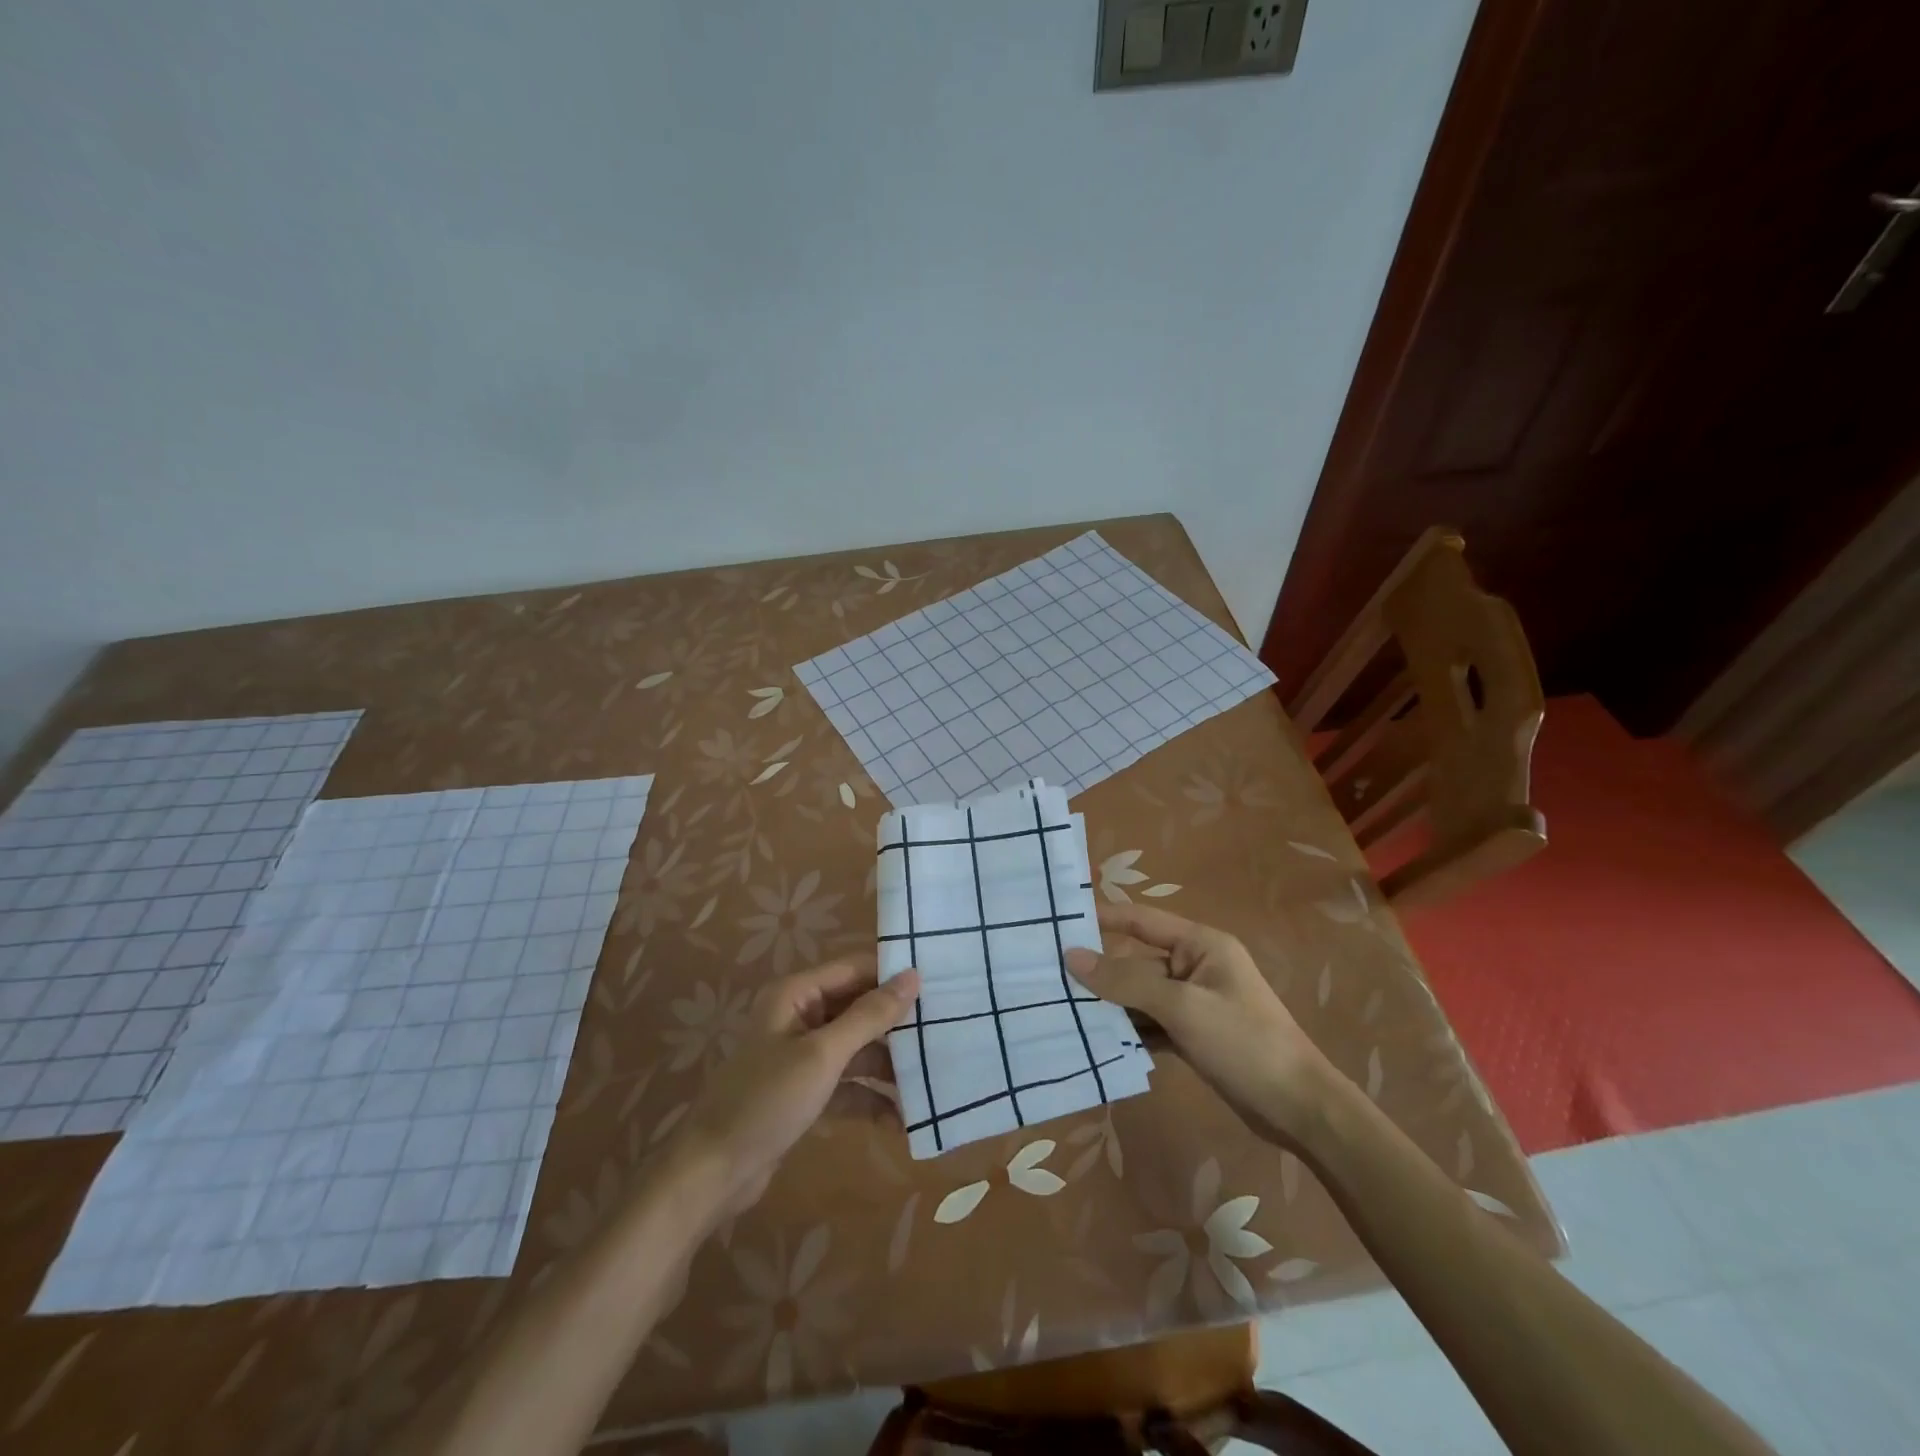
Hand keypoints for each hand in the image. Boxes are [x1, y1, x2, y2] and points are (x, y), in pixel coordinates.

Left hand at [667, 957, 920, 1219]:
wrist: (712, 1173)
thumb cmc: (767, 1100)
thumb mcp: (823, 1055)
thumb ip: (869, 1016)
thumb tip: (913, 976)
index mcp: (797, 994)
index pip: (855, 969)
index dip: (893, 975)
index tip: (941, 983)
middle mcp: (800, 1016)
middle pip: (859, 1009)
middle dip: (897, 1024)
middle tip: (946, 1032)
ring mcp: (802, 1056)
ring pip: (857, 1049)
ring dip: (889, 1066)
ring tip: (933, 1080)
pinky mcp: (805, 1092)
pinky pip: (848, 1084)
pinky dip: (871, 1098)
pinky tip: (903, 1120)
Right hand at [1066, 904, 1334, 1144]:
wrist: (1299, 1108)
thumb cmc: (1244, 1042)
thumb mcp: (1182, 1008)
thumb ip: (1126, 982)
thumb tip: (1072, 957)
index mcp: (1200, 944)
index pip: (1141, 920)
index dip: (1102, 917)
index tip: (1059, 921)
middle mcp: (1195, 966)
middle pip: (1136, 962)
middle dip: (1100, 973)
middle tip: (1049, 979)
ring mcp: (1194, 1002)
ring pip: (1140, 996)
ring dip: (1110, 1006)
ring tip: (1063, 1011)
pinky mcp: (1193, 1034)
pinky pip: (1151, 1023)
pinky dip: (1129, 1031)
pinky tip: (1097, 1042)